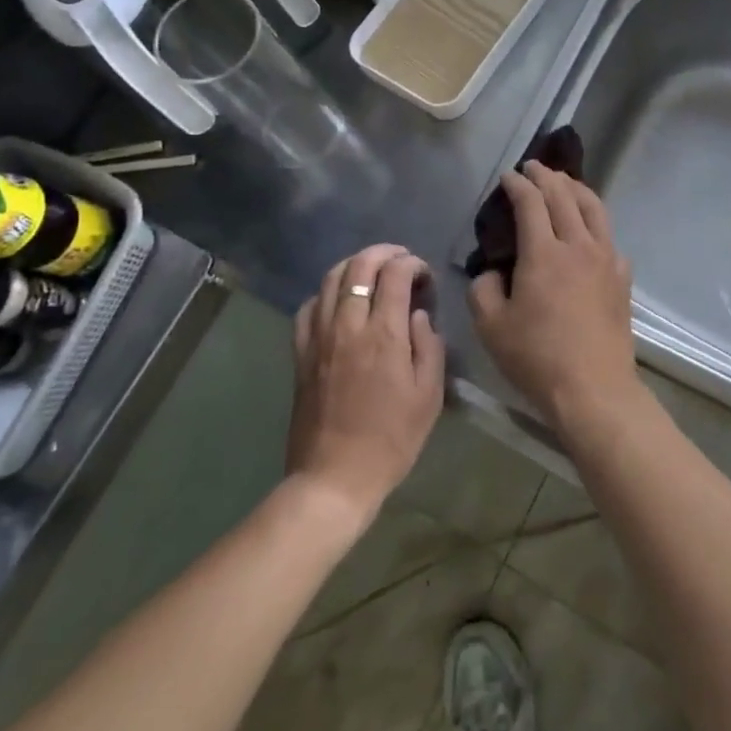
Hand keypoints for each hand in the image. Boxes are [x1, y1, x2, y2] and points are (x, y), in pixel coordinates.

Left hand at [287, 245, 444, 530]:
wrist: (334, 477)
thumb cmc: (390, 440)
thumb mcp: (429, 396)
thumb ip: (429, 346)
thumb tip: (418, 315)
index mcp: (384, 334)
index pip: (394, 274)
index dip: (412, 264)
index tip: (425, 276)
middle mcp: (348, 325)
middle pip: (360, 266)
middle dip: (384, 252)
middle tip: (402, 259)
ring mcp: (319, 337)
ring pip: (331, 279)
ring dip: (355, 265)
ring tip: (372, 272)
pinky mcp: (301, 353)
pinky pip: (308, 306)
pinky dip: (327, 293)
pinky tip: (340, 302)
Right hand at [469, 162, 639, 433]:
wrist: (594, 390)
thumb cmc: (537, 358)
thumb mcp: (491, 326)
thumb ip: (483, 289)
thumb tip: (492, 271)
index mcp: (544, 252)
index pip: (531, 203)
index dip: (518, 185)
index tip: (508, 176)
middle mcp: (579, 245)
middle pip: (564, 196)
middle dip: (547, 176)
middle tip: (534, 167)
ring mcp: (607, 259)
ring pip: (594, 208)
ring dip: (576, 188)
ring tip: (564, 182)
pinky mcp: (622, 277)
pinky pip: (608, 236)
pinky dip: (595, 220)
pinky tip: (589, 229)